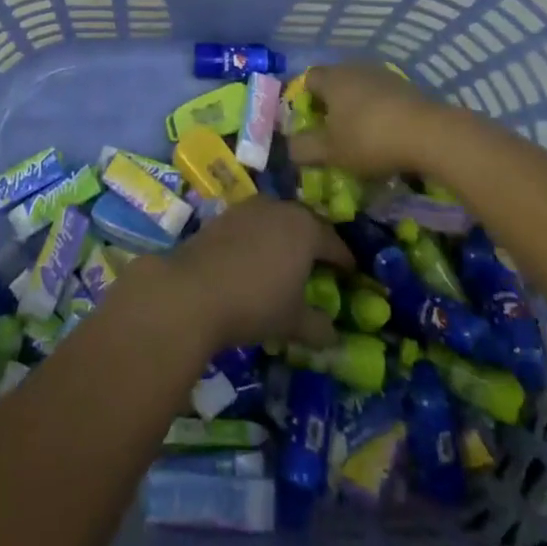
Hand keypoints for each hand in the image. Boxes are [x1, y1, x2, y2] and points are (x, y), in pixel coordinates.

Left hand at [158, 196, 352, 352]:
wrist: (194, 289)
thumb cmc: (255, 303)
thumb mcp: (293, 322)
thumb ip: (318, 327)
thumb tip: (334, 337)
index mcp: (305, 229)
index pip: (334, 242)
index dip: (344, 259)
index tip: (352, 272)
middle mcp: (280, 208)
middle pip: (306, 223)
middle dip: (316, 242)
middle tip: (322, 264)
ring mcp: (250, 208)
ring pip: (278, 218)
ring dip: (286, 236)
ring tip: (289, 259)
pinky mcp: (225, 214)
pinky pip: (254, 222)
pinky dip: (262, 236)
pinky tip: (257, 257)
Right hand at [288, 63, 447, 178]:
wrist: (428, 133)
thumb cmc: (369, 139)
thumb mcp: (330, 152)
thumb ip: (304, 148)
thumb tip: (289, 146)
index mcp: (332, 78)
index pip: (308, 79)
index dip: (305, 100)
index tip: (311, 124)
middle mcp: (354, 68)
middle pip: (335, 82)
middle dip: (332, 105)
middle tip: (334, 133)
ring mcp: (383, 74)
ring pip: (361, 88)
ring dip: (357, 108)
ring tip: (362, 136)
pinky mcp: (407, 86)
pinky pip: (383, 96)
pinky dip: (380, 111)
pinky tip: (387, 134)